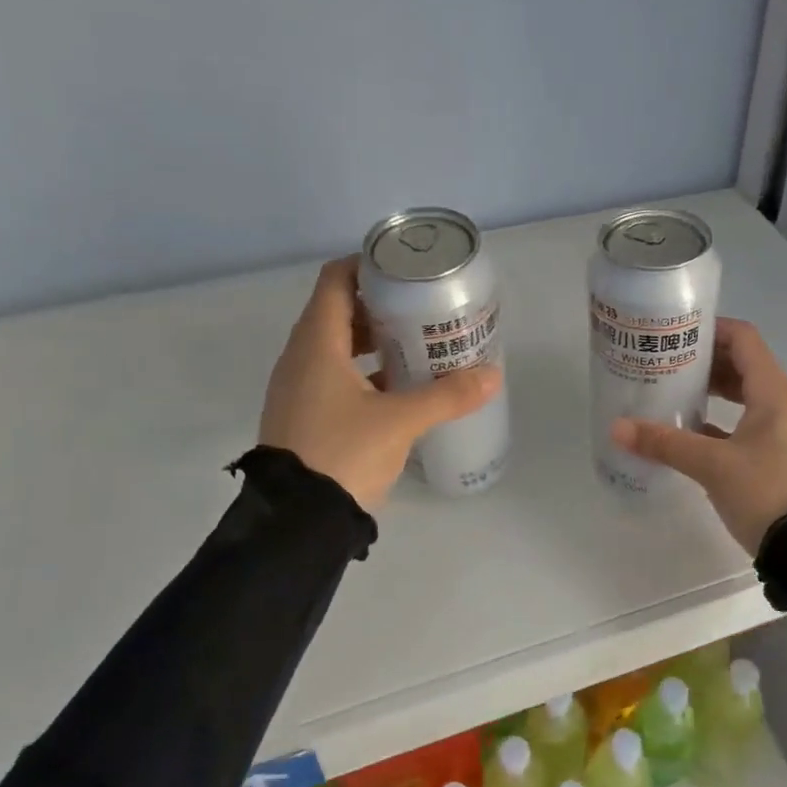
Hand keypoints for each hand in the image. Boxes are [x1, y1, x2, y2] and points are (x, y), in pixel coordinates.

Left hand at [260, 258, 501, 511]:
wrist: (294, 522)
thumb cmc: (342, 454)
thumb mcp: (400, 422)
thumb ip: (447, 396)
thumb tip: (492, 376)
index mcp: (316, 344)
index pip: (335, 280)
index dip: (367, 265)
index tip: (404, 269)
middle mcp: (300, 357)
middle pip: (338, 310)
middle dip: (379, 304)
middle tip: (421, 308)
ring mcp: (297, 387)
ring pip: (335, 345)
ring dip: (371, 339)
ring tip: (415, 344)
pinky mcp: (302, 414)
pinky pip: (332, 374)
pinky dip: (362, 370)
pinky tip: (395, 387)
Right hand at [610, 317, 786, 553]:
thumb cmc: (766, 490)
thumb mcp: (712, 465)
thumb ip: (665, 443)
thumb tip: (618, 429)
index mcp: (774, 392)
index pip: (743, 339)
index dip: (711, 330)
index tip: (676, 333)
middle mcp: (782, 403)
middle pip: (743, 365)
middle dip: (704, 362)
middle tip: (665, 364)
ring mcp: (783, 431)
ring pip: (744, 397)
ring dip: (712, 392)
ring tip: (673, 394)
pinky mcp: (778, 456)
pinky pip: (746, 425)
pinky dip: (720, 422)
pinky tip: (689, 433)